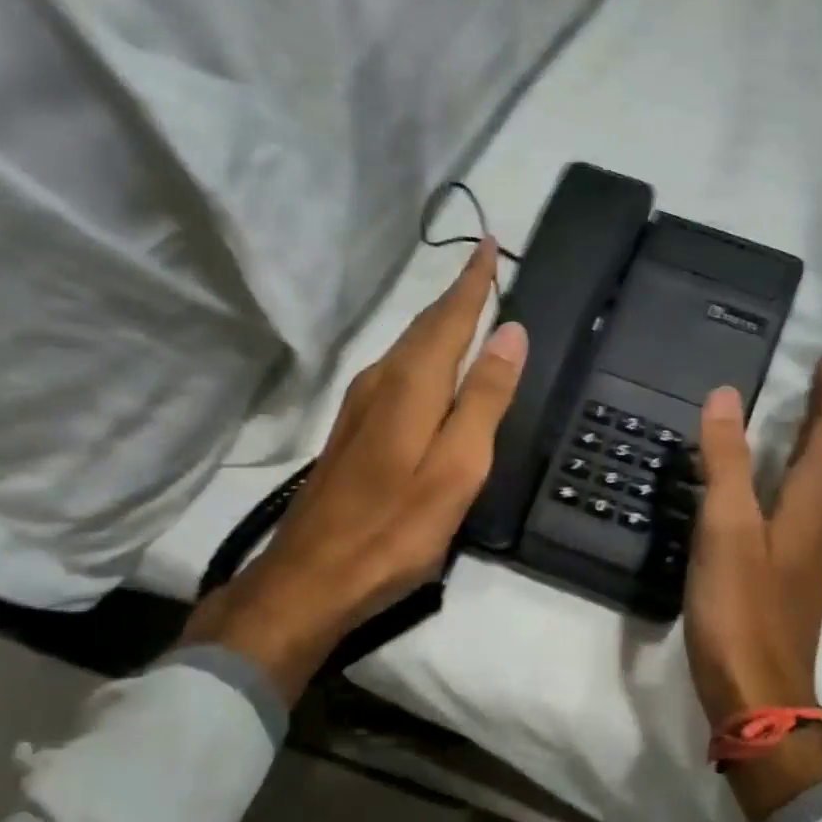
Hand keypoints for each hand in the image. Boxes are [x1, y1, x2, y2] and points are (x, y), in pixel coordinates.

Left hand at [183, 240, 526, 701]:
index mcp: (411, 385)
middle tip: (485, 270)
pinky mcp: (352, 432)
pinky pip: (396, 372)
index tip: (489, 243)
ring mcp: (360, 407)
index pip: (449, 317)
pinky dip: (422, 355)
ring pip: (406, 348)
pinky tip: (430, 368)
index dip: (473, 281)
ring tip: (467, 309)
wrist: (311, 578)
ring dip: (438, 323)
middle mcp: (381, 382)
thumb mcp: (456, 468)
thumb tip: (510, 332)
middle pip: (424, 327)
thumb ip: (484, 399)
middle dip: (456, 296)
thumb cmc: (395, 529)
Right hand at [684, 355, 821, 819]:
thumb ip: (726, 462)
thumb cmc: (742, 610)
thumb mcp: (727, 529)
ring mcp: (808, 555)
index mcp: (812, 506)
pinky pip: (798, 511)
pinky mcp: (790, 578)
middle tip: (810, 383)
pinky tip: (764, 490)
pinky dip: (788, 482)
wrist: (759, 696)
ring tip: (790, 423)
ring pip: (816, 487)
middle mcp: (821, 525)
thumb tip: (728, 395)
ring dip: (809, 449)